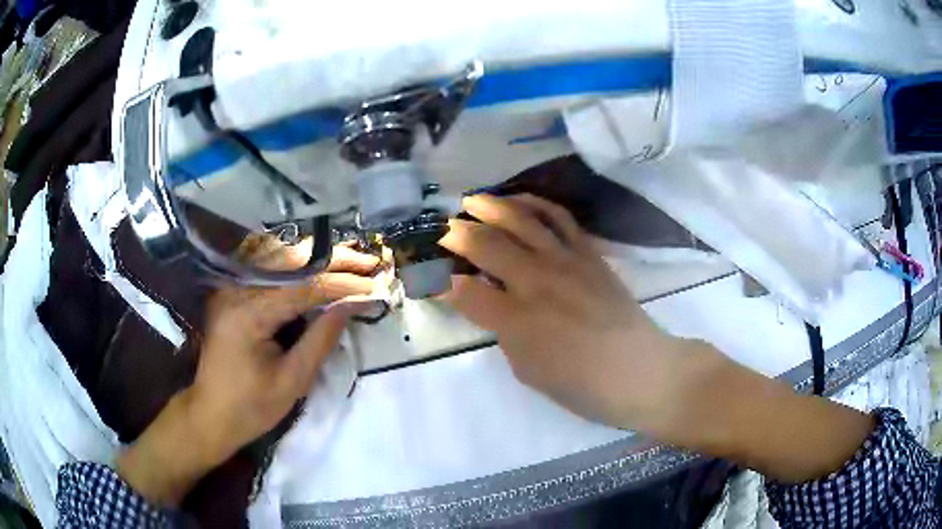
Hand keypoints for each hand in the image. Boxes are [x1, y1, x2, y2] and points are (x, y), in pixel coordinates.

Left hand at [117, 245, 379, 505]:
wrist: (210, 415)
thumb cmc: (251, 408)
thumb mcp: (292, 381)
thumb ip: (321, 338)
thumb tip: (351, 305)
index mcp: (249, 313)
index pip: (304, 288)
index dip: (343, 284)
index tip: (375, 283)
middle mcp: (236, 290)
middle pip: (291, 262)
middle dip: (333, 259)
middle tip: (368, 260)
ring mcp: (230, 288)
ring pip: (279, 258)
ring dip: (316, 257)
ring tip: (350, 259)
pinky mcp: (231, 294)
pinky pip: (266, 270)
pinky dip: (296, 266)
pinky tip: (316, 265)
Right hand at [439, 194, 701, 431]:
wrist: (639, 371)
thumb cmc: (580, 384)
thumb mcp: (527, 369)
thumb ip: (502, 331)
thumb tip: (489, 303)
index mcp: (516, 319)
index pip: (463, 291)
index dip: (438, 281)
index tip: (427, 274)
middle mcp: (536, 281)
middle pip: (486, 244)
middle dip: (455, 235)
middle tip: (442, 231)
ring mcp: (565, 261)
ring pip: (521, 219)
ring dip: (490, 206)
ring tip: (472, 201)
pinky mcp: (589, 254)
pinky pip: (560, 218)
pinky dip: (535, 204)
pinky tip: (520, 202)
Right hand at [440, 195, 873, 482]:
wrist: (692, 387)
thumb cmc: (640, 400)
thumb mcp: (586, 391)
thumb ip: (539, 350)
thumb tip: (500, 317)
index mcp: (571, 330)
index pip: (508, 291)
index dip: (473, 274)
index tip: (444, 262)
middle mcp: (585, 294)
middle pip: (528, 254)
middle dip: (488, 235)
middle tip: (456, 218)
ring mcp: (607, 276)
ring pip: (556, 234)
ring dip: (520, 215)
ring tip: (489, 198)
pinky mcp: (625, 273)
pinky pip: (587, 234)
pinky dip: (561, 215)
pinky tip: (547, 203)